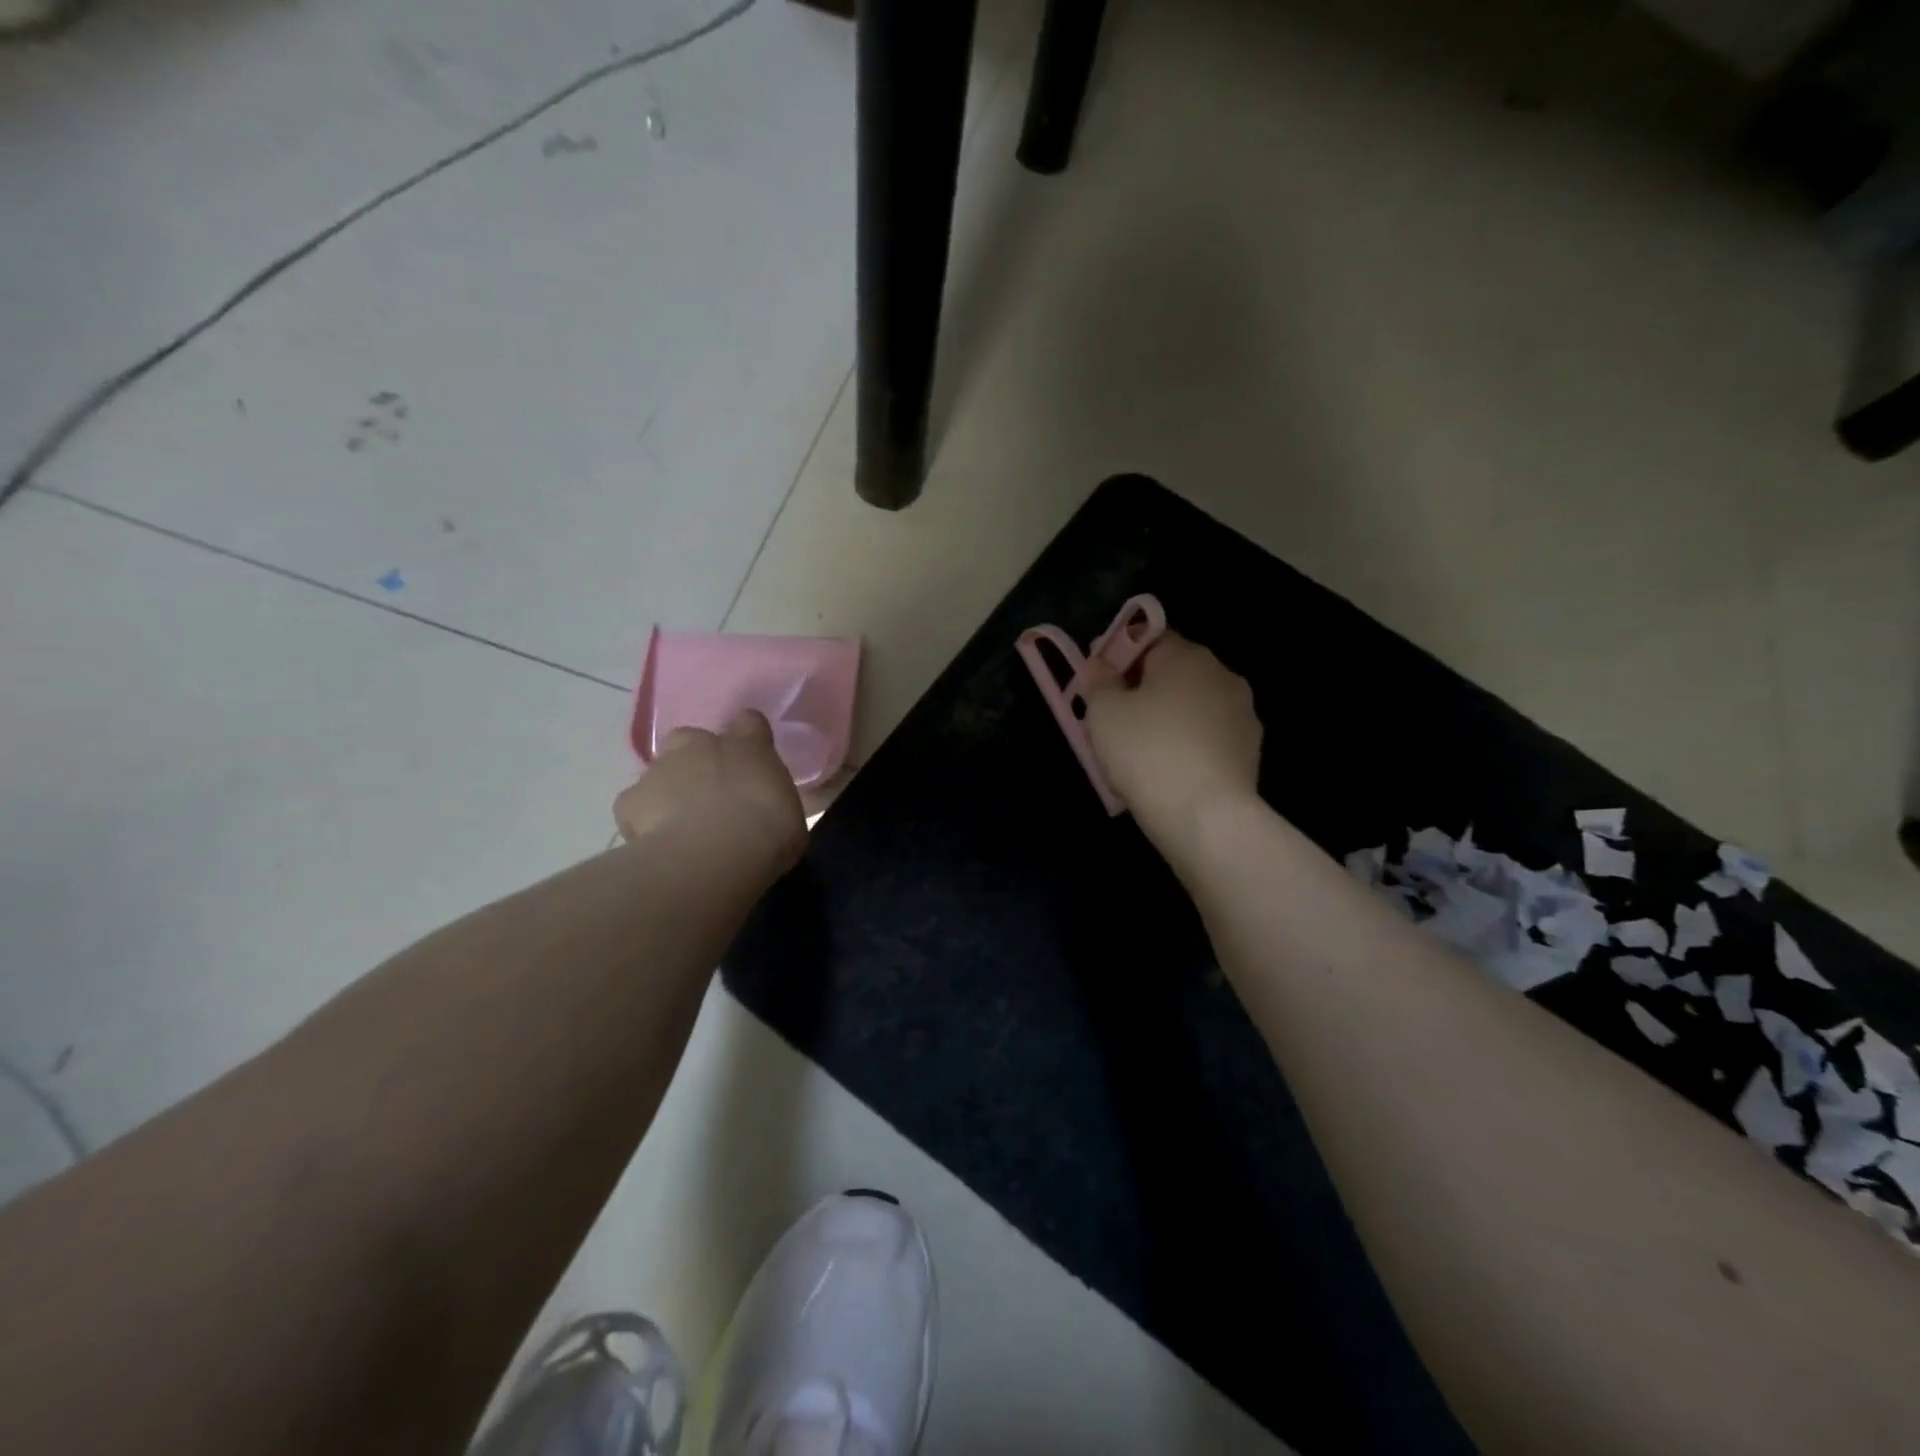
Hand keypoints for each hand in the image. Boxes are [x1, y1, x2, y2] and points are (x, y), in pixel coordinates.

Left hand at [614, 713, 806, 874]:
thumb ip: (777, 802)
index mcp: (749, 747)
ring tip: (682, 824)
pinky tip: (657, 840)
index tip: (752, 762)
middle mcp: (702, 746)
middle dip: (698, 760)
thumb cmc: (768, 835)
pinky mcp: (631, 799)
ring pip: (661, 770)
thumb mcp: (793, 818)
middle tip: (712, 794)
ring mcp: (662, 768)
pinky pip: (636, 805)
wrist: (713, 857)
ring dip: (670, 788)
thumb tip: (774, 808)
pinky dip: (642, 818)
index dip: (748, 738)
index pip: (750, 722)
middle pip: (694, 739)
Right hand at [1084, 633, 1262, 837]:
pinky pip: (1207, 737)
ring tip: (1138, 751)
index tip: (1097, 679)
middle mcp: (1221, 675)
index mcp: (1187, 655)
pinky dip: (1186, 745)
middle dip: (1143, 688)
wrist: (1206, 817)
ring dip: (1167, 717)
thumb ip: (1099, 681)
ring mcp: (1242, 714)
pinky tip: (1166, 771)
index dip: (1119, 654)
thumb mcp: (1103, 712)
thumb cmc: (1147, 752)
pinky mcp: (1250, 751)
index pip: (1148, 638)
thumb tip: (1100, 664)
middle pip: (1173, 672)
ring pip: (1191, 706)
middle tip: (1111, 717)